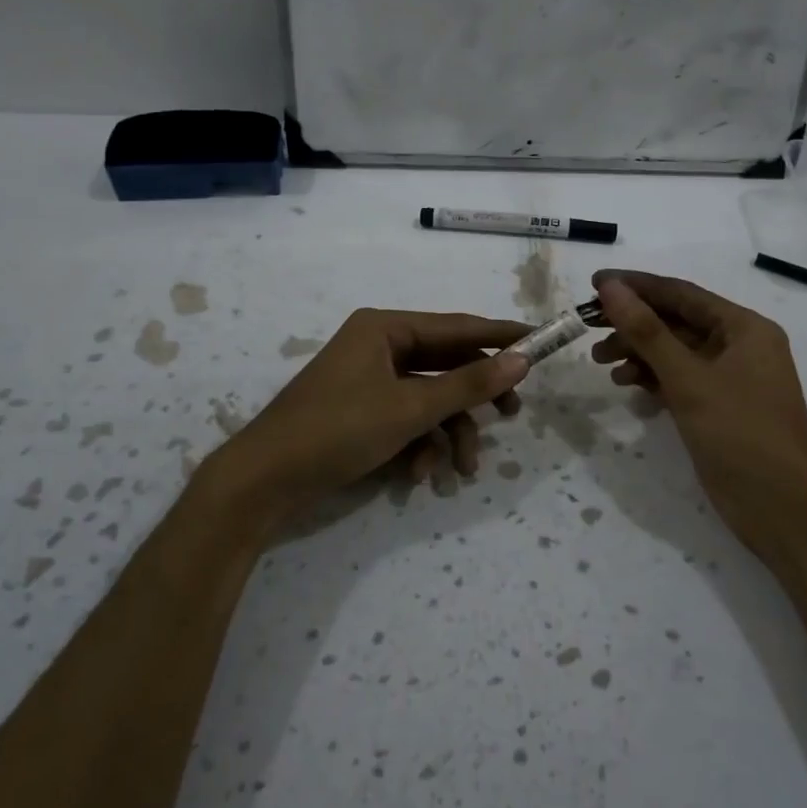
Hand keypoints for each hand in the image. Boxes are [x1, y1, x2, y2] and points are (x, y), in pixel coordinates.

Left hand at [207, 308, 531, 520]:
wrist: (265, 481)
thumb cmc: (338, 431)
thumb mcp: (410, 409)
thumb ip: (468, 385)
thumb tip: (521, 360)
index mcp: (385, 328)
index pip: (458, 326)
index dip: (501, 336)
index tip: (541, 342)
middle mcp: (379, 346)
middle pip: (446, 364)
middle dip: (474, 398)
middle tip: (511, 415)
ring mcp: (369, 381)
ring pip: (429, 399)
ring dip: (449, 433)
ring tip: (462, 470)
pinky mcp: (362, 413)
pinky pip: (407, 419)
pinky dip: (419, 445)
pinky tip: (418, 475)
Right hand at [592, 270, 806, 566]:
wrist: (782, 508)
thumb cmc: (740, 433)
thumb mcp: (688, 378)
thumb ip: (647, 331)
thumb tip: (611, 287)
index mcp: (744, 328)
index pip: (682, 294)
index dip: (637, 286)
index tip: (595, 282)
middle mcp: (739, 346)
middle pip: (677, 322)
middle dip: (633, 324)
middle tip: (590, 327)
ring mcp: (730, 379)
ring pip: (675, 353)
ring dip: (638, 353)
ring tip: (601, 361)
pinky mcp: (718, 408)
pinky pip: (679, 380)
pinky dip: (652, 378)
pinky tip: (626, 384)